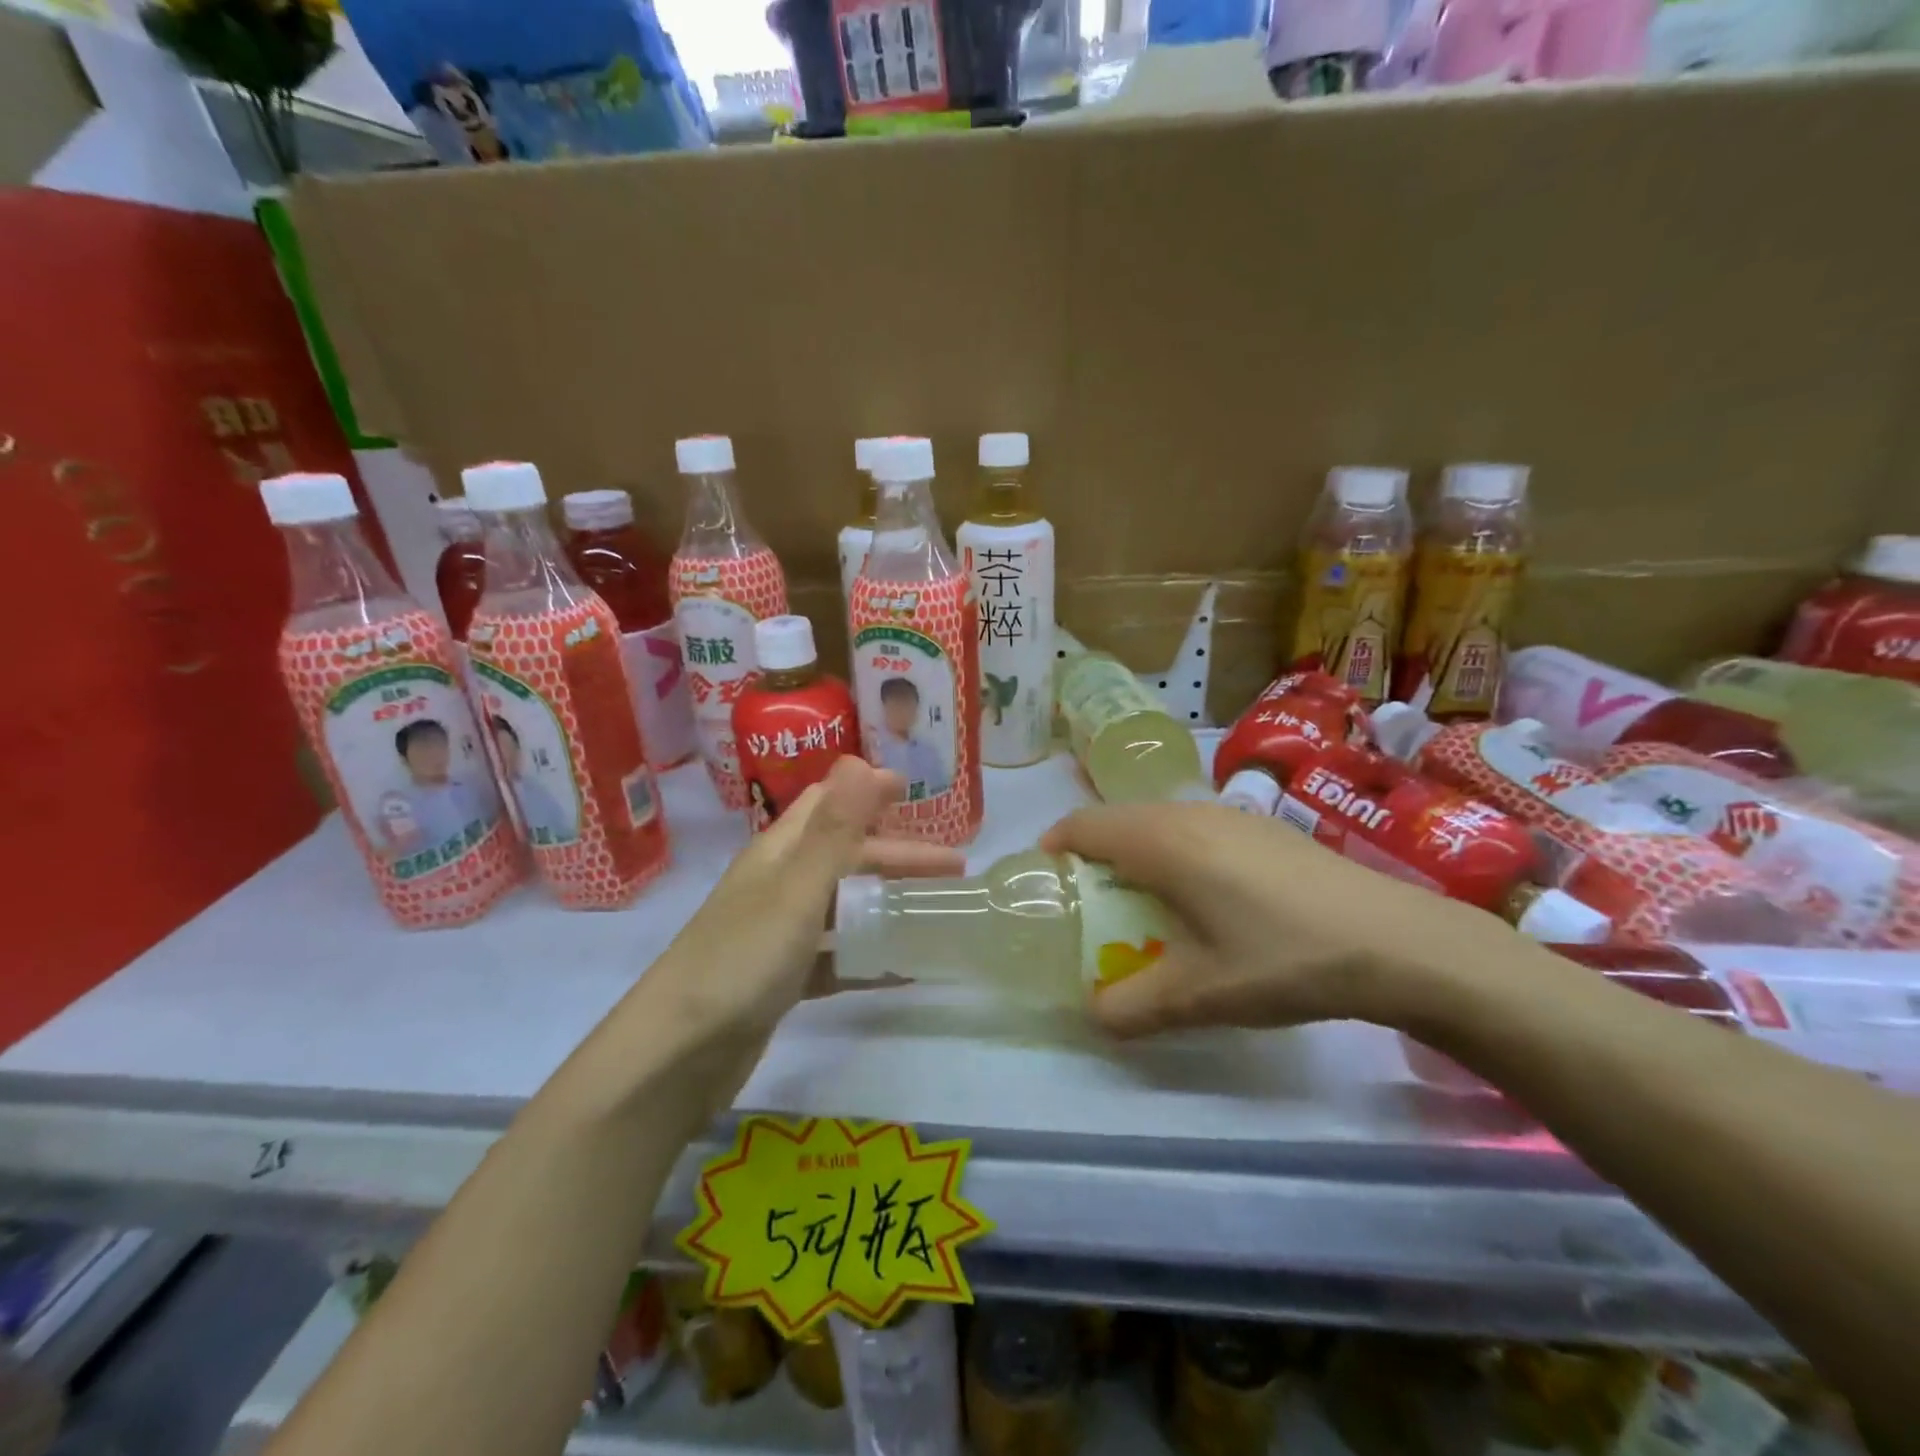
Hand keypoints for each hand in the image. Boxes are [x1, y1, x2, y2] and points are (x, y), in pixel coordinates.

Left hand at [651, 757, 961, 1047]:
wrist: (677, 1055)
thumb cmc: (741, 959)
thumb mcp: (797, 889)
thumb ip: (834, 829)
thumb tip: (859, 759)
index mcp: (779, 853)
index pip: (828, 803)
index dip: (867, 790)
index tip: (914, 788)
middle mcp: (779, 884)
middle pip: (846, 856)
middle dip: (898, 855)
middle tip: (954, 868)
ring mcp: (779, 934)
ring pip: (844, 905)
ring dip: (887, 902)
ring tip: (934, 911)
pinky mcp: (782, 979)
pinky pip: (836, 956)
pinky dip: (869, 956)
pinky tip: (903, 970)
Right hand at [1040, 802, 1510, 1038]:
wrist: (1396, 940)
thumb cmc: (1281, 957)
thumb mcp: (1199, 995)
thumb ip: (1131, 1007)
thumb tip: (1094, 1014)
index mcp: (1161, 841)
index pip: (1083, 825)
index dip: (1055, 848)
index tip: (1048, 884)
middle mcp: (1189, 813)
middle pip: (1118, 820)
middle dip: (1094, 856)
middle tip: (1093, 906)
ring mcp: (1231, 814)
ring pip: (1159, 822)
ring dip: (1137, 854)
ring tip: (1147, 905)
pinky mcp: (1263, 826)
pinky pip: (1195, 828)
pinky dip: (1176, 853)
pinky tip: (1207, 900)